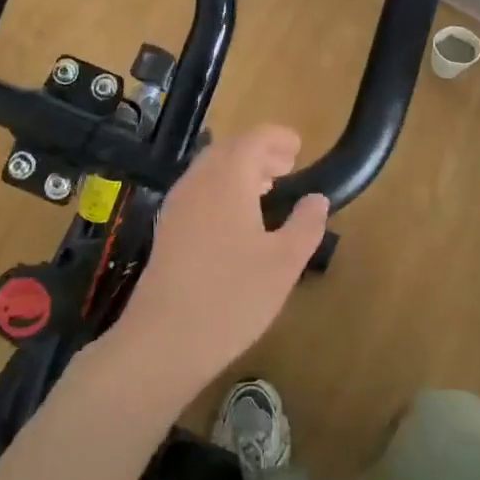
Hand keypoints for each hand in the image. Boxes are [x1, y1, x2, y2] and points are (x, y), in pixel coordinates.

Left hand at [111, 125, 328, 394]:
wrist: (163, 341)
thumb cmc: (231, 297)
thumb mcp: (284, 263)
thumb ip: (305, 225)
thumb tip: (317, 198)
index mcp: (227, 179)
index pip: (253, 139)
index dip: (277, 137)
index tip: (299, 145)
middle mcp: (198, 182)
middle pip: (229, 149)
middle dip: (259, 151)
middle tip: (287, 164)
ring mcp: (177, 206)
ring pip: (211, 170)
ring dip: (240, 169)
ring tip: (268, 186)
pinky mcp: (167, 230)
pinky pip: (199, 191)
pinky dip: (222, 188)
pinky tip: (237, 218)